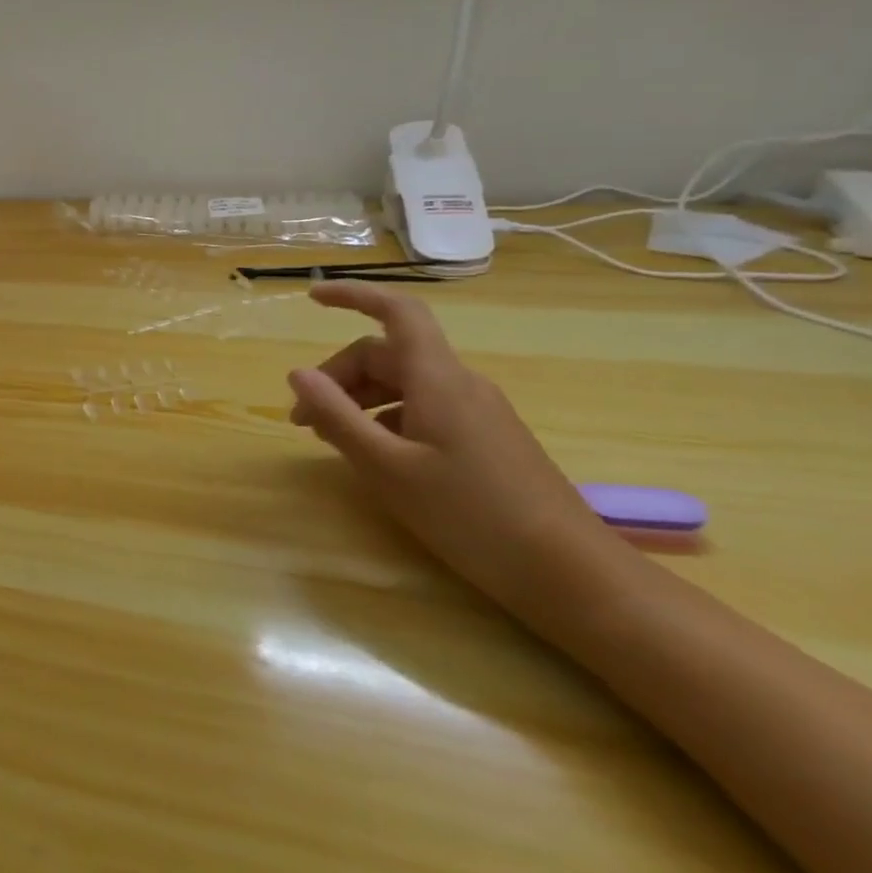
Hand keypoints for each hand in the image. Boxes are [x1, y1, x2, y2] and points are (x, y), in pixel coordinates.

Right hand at [287, 281, 625, 615]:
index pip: (395, 311)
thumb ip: (338, 416)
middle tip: (304, 420)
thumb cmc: (472, 515)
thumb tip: (297, 374)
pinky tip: (377, 457)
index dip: (353, 295)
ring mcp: (477, 411)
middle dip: (338, 377)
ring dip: (359, 400)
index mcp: (437, 378)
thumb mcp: (388, 468)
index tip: (311, 299)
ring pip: (403, 384)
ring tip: (331, 439)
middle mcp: (459, 383)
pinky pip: (424, 409)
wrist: (574, 577)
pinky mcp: (487, 439)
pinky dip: (387, 419)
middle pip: (386, 355)